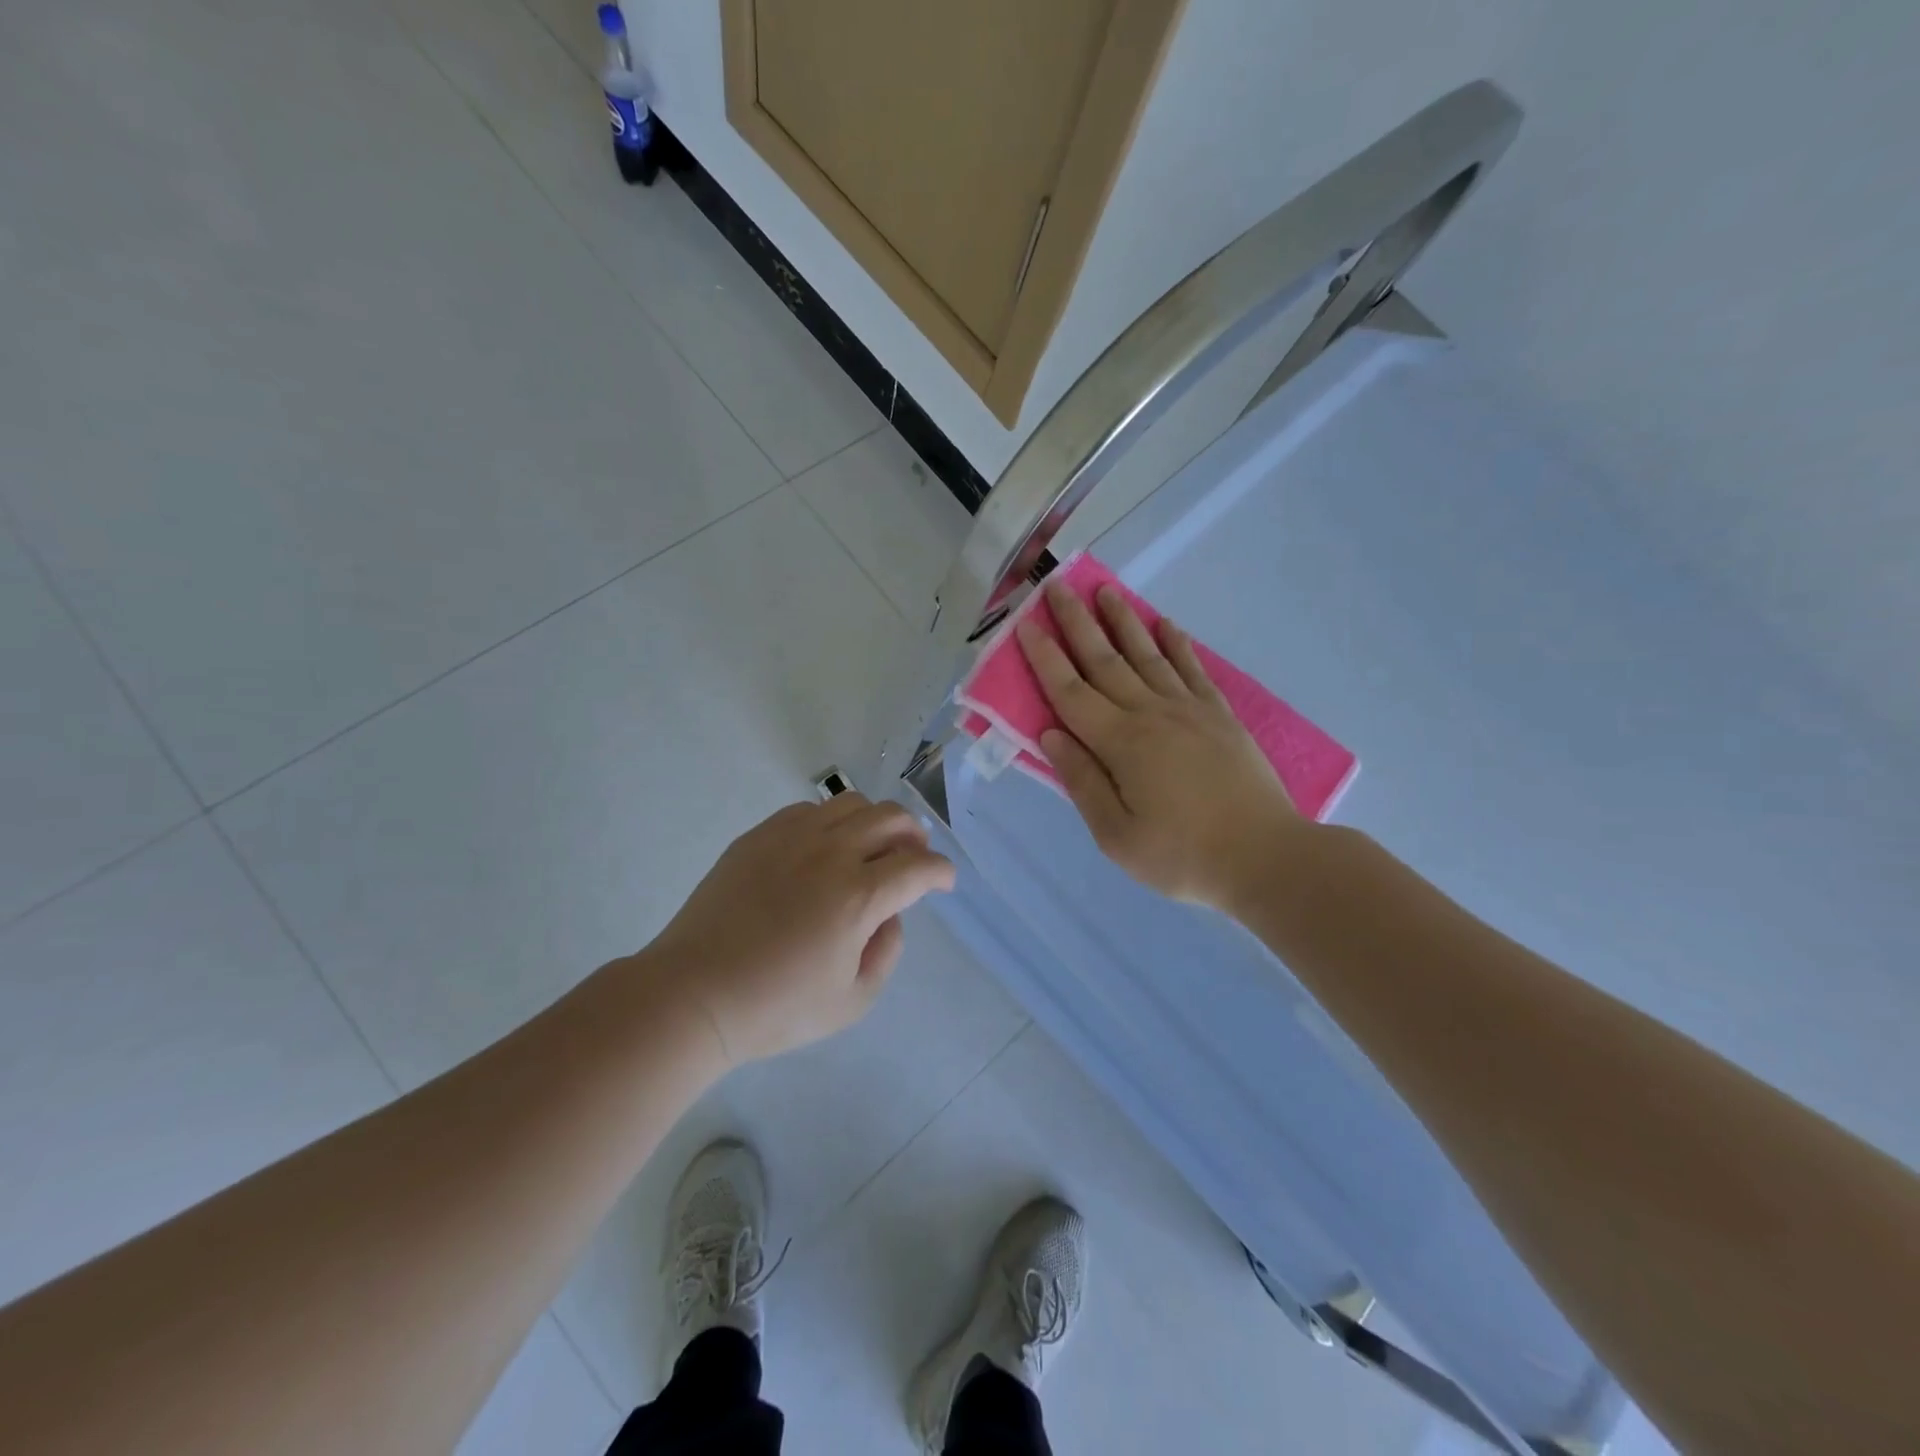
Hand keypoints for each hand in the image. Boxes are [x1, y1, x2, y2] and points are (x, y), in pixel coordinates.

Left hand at [645, 795, 954, 1065]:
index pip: (918, 866)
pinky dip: (831, 821)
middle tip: (913, 858)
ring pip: (851, 804)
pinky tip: (823, 849)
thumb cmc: (775, 1007)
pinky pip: (808, 810)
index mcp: (858, 896)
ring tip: (871, 847)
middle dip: (915, 836)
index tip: (944, 882)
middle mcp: (831, 853)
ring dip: (875, 821)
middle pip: (891, 818)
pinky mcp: (758, 836)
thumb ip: (887, 952)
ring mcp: (791, 837)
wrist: (692, 993)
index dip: (941, 872)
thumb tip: (890, 915)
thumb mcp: (852, 1001)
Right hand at [1018, 581, 1309, 909]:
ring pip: (1147, 655)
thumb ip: (1082, 781)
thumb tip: (1052, 734)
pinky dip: (1177, 644)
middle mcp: (1151, 714)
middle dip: (1077, 622)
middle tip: (1057, 586)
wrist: (1266, 857)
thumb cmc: (1182, 856)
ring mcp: (1189, 710)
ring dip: (1123, 621)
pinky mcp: (1219, 716)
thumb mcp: (1116, 836)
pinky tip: (1166, 624)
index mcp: (1120, 743)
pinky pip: (1192, 669)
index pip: (1070, 691)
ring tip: (1106, 590)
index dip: (1044, 657)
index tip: (1025, 623)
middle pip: (1105, 660)